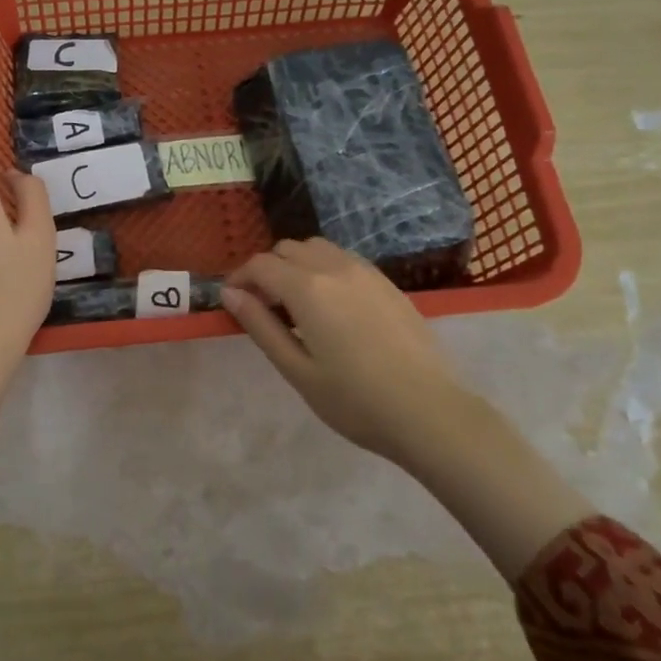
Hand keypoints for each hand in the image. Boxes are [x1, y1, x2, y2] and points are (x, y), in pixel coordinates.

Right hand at [222, 238, 460, 466]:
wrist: (429, 412)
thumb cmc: (355, 400)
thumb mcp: (297, 370)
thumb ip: (261, 326)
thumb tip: (230, 293)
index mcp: (307, 288)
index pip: (260, 264)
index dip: (239, 278)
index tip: (233, 301)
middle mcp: (335, 267)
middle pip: (288, 248)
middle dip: (267, 269)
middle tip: (265, 306)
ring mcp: (366, 272)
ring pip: (317, 248)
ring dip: (297, 264)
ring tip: (298, 304)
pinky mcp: (388, 283)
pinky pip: (344, 259)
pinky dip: (325, 269)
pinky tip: (333, 306)